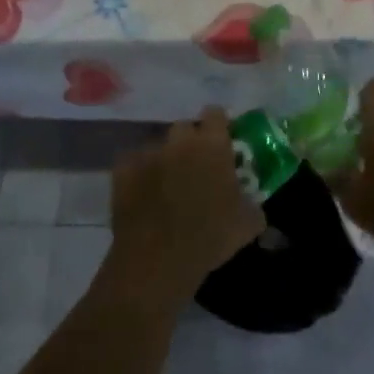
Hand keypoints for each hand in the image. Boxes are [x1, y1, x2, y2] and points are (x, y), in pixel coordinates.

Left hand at [108, 108, 265, 306]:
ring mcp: (148, 153)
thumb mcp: (248, 224)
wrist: (158, 260)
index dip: (219, 125)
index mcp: (212, 145)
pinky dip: (139, 174)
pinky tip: (143, 195)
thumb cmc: (210, 237)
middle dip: (190, 142)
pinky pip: (133, 164)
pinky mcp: (122, 170)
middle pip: (185, 127)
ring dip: (165, 159)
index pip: (216, 114)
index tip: (222, 142)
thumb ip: (251, 203)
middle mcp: (179, 141)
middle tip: (196, 166)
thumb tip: (250, 203)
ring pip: (158, 146)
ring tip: (168, 185)